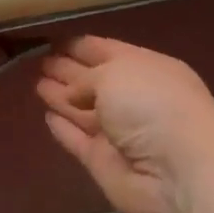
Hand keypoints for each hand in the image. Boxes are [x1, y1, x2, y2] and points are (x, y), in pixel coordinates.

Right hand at [37, 36, 213, 212]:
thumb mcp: (115, 73)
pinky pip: (77, 140)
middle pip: (92, 80)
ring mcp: (117, 132)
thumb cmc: (152, 106)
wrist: (177, 172)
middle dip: (66, 69)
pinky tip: (47, 117)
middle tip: (36, 60)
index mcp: (145, 68)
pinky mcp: (102, 161)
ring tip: (35, 84)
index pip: (104, 50)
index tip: (49, 40)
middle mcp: (133, 98)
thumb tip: (69, 93)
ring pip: (81, 110)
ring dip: (60, 97)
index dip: (77, 46)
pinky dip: (63, 129)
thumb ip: (83, 78)